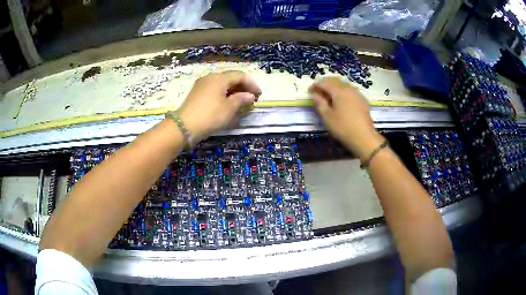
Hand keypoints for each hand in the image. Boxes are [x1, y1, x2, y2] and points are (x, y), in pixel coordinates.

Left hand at [177, 71, 260, 140]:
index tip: (259, 95)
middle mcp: (210, 77)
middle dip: (243, 87)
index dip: (251, 84)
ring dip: (233, 91)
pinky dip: (224, 94)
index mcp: (219, 78)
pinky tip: (228, 103)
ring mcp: (202, 85)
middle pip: (230, 78)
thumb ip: (241, 99)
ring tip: (241, 102)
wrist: (184, 126)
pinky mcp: (197, 93)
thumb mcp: (229, 108)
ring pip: (222, 84)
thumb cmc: (210, 116)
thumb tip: (250, 96)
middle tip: (251, 98)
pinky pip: (214, 90)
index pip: (240, 76)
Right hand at [309, 77, 384, 161]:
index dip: (315, 85)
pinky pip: (350, 90)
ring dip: (335, 87)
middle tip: (318, 91)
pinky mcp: (363, 100)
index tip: (309, 91)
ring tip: (329, 95)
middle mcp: (349, 88)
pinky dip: (343, 91)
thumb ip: (319, 103)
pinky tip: (341, 99)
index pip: (324, 83)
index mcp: (339, 91)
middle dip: (325, 84)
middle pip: (335, 81)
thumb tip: (316, 95)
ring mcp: (357, 94)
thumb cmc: (343, 127)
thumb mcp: (327, 116)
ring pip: (344, 84)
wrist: (364, 137)